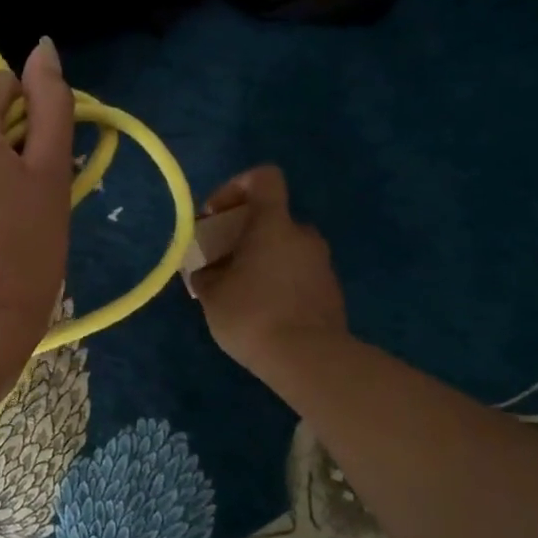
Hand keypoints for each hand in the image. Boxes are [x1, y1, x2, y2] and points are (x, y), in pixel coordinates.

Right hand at [187, 165, 347, 376]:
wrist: (308, 359)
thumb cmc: (252, 315)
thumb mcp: (212, 295)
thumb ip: (207, 274)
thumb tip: (208, 271)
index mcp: (274, 224)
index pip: (264, 178)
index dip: (237, 186)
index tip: (216, 215)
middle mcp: (303, 235)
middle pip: (273, 219)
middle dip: (245, 235)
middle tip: (222, 263)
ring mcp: (322, 264)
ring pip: (286, 249)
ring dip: (263, 261)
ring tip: (240, 293)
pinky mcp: (331, 292)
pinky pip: (299, 275)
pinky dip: (280, 283)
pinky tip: (263, 313)